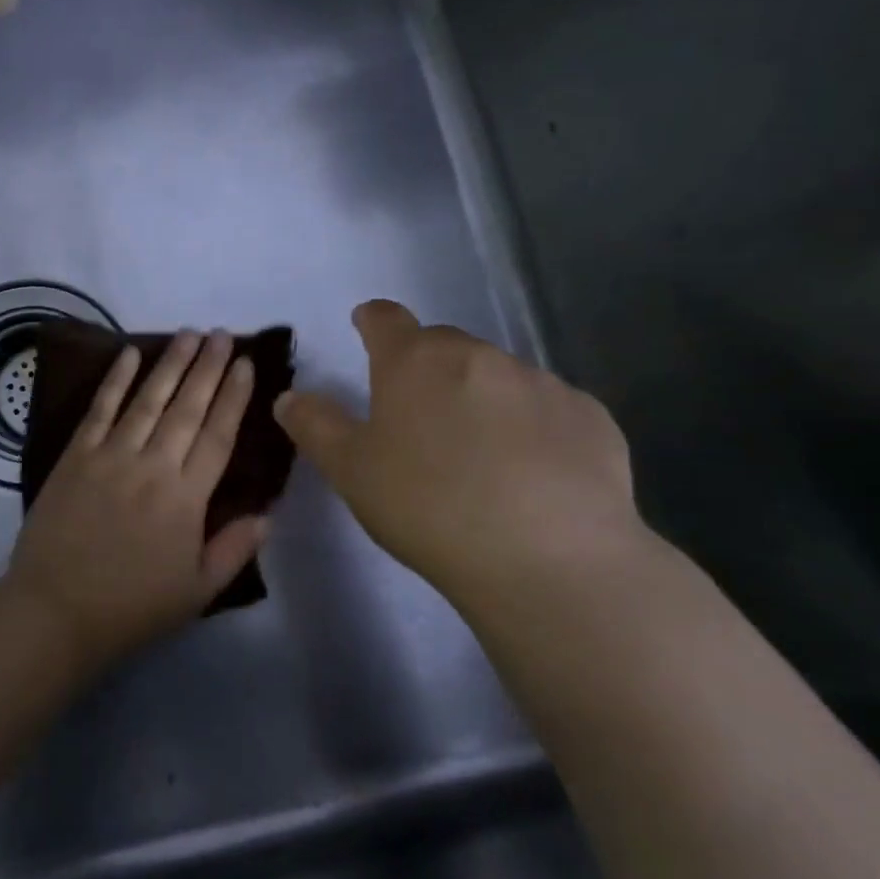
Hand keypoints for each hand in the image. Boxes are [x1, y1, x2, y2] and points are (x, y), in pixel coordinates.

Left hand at [2, 329, 269, 666]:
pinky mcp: (76, 456)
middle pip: (187, 407)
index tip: (246, 364)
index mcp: (187, 498)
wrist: (56, 610)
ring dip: (171, 363)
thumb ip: (235, 548)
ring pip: (148, 399)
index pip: (218, 435)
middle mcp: (152, 466)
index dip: (234, 396)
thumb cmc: (132, 606)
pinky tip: (129, 353)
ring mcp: (111, 456)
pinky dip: (115, 380)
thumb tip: (268, 512)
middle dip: (208, 367)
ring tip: (190, 335)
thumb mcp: (198, 591)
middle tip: (222, 335)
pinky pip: (100, 409)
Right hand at [274, 300, 641, 614]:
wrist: (548, 559)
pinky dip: (532, 427)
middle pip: (444, 346)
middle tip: (418, 416)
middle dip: (426, 368)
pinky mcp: (590, 418)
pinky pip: (548, 410)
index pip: (386, 319)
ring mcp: (541, 383)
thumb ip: (315, 426)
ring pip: (498, 377)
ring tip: (478, 455)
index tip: (366, 327)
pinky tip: (532, 474)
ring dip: (480, 398)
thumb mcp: (351, 470)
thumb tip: (289, 397)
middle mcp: (479, 356)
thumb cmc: (428, 506)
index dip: (372, 320)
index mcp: (415, 361)